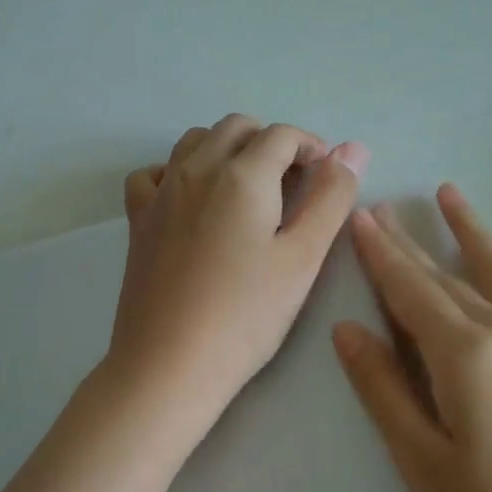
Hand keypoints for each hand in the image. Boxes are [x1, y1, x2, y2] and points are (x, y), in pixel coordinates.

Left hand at [107, 115, 368, 446]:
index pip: (282, 135)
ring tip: (248, 190)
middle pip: (237, 127)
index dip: (311, 147)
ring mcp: (161, 192)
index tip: (325, 178)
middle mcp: (197, 168)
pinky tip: (190, 200)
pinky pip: (153, 173)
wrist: (169, 363)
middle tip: (293, 184)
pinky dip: (176, 171)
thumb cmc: (246, 315)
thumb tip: (353, 147)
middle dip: (270, 142)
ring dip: (227, 148)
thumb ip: (331, 197)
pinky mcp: (137, 219)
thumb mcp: (303, 258)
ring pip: (195, 141)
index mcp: (242, 174)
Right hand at [334, 185, 491, 491]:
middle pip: (448, 274)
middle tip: (384, 206)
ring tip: (450, 195)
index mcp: (467, 354)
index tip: (360, 216)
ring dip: (471, 230)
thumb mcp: (424, 463)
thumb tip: (349, 329)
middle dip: (410, 240)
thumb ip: (384, 389)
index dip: (381, 253)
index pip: (411, 289)